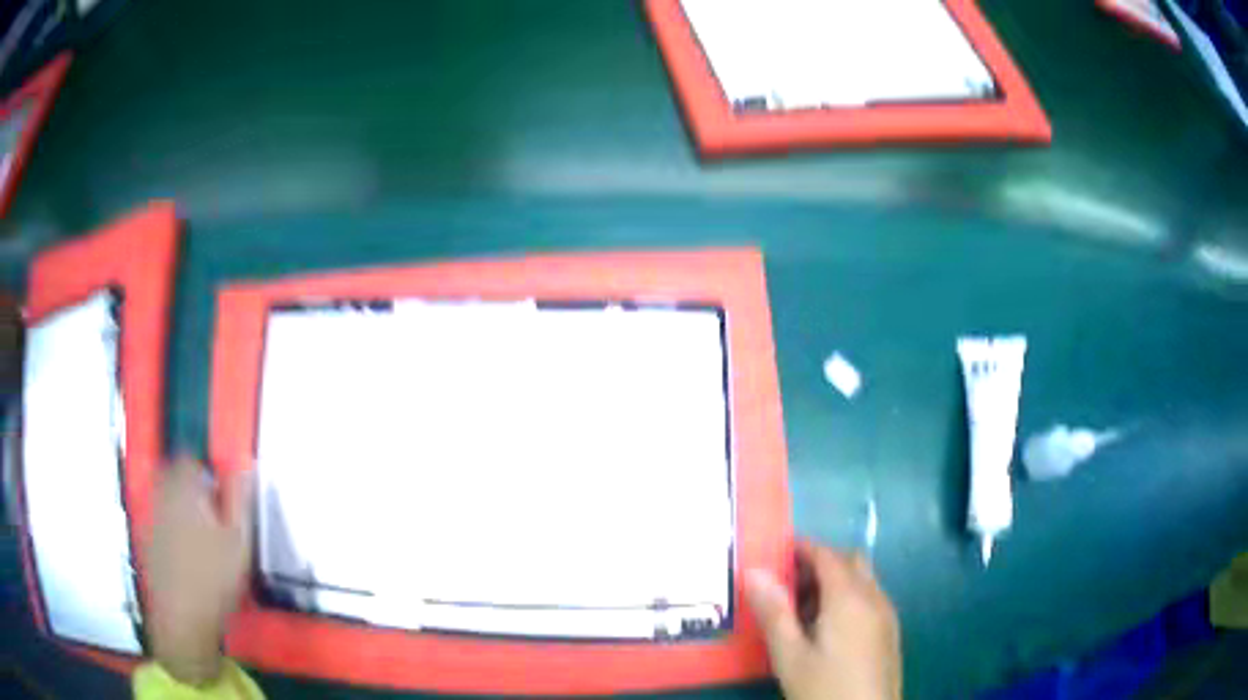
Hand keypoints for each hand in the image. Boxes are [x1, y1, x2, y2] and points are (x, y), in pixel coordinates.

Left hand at [146, 457, 252, 685]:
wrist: (182, 617)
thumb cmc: (215, 578)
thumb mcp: (239, 540)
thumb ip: (240, 498)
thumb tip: (245, 463)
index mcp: (184, 489)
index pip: (189, 460)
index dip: (206, 472)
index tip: (220, 496)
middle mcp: (162, 495)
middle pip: (173, 476)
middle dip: (191, 489)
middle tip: (213, 516)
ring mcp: (151, 519)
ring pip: (165, 499)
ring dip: (180, 509)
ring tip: (202, 538)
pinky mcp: (147, 542)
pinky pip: (159, 521)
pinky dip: (171, 530)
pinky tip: (187, 557)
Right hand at [746, 542, 900, 699]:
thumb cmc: (824, 688)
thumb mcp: (790, 656)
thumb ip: (774, 612)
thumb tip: (753, 571)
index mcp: (849, 598)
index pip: (827, 556)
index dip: (802, 549)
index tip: (774, 554)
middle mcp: (874, 598)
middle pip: (850, 562)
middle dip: (819, 564)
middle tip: (787, 587)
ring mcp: (887, 615)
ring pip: (863, 580)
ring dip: (835, 582)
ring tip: (801, 612)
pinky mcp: (890, 633)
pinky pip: (870, 599)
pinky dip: (849, 599)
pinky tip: (827, 631)